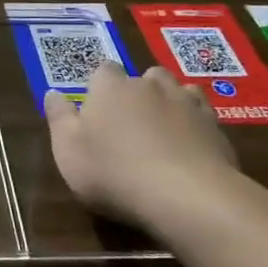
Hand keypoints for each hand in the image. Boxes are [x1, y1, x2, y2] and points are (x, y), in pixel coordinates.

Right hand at [44, 63, 239, 229]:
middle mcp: (149, 85)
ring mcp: (186, 103)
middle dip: (138, 92)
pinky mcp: (215, 127)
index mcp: (110, 87)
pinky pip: (203, 114)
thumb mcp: (68, 151)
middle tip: (129, 123)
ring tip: (162, 130)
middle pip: (143, 76)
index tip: (96, 110)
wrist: (186, 196)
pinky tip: (190, 144)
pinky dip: (195, 123)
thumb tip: (52, 93)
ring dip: (169, 102)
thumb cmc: (114, 172)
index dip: (99, 88)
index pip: (102, 70)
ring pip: (176, 90)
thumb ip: (59, 118)